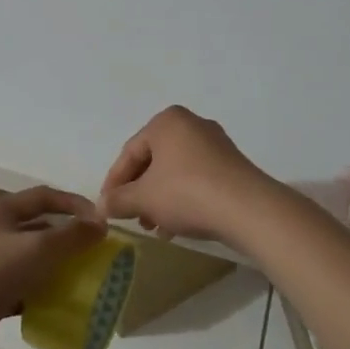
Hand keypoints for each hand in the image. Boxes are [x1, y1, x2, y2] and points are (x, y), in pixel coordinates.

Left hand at [0, 187, 106, 348]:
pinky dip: (37, 289)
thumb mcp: (39, 249)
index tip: (99, 220)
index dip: (72, 204)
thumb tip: (100, 223)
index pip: (42, 196)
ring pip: (26, 257)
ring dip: (52, 264)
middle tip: (90, 250)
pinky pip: (18, 284)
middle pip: (34, 226)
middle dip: (64, 236)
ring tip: (78, 276)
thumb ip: (72, 235)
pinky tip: (55, 301)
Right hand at [99, 106, 281, 251]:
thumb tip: (101, 206)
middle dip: (139, 191)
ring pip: (175, 172)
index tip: (107, 206)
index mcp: (167, 121)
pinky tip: (177, 226)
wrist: (248, 209)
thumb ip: (119, 200)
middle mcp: (191, 124)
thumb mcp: (144, 198)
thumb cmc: (187, 193)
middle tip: (131, 217)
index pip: (130, 151)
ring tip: (154, 226)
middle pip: (153, 160)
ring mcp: (215, 144)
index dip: (114, 182)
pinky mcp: (232, 165)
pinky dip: (182, 198)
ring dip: (159, 199)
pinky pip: (197, 179)